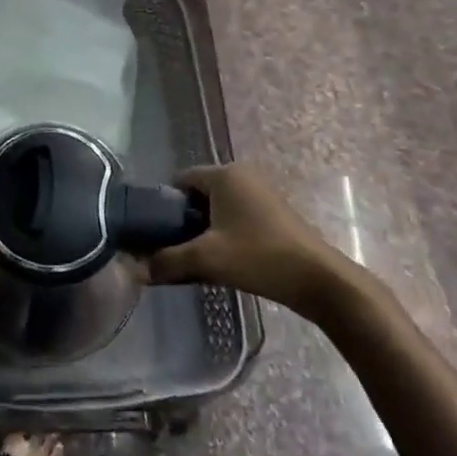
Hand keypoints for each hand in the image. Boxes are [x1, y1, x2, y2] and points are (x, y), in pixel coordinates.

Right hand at [144, 164, 359, 320]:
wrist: (319, 280)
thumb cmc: (259, 257)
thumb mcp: (207, 260)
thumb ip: (168, 261)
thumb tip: (137, 270)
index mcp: (224, 174)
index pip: (180, 180)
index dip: (164, 205)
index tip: (157, 233)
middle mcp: (242, 175)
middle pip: (199, 193)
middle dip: (185, 220)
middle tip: (176, 249)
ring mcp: (262, 193)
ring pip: (219, 207)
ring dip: (206, 230)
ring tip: (199, 258)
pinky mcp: (275, 212)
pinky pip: (237, 215)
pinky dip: (226, 233)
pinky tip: (225, 260)